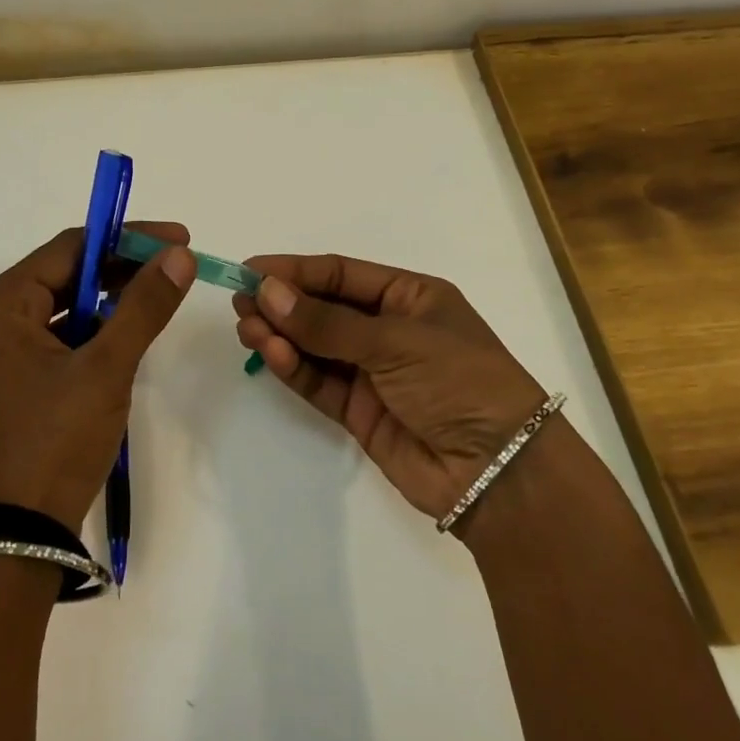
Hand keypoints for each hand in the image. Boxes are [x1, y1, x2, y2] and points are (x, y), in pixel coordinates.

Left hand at [0, 223, 196, 531]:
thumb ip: (143, 306)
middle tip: (176, 267)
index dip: (128, 238)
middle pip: (67, 273)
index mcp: (1, 304)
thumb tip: (178, 254)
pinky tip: (126, 336)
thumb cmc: (53, 442)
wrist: (11, 539)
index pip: (72, 247)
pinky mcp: (13, 383)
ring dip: (111, 299)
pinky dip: (94, 330)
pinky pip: (59, 337)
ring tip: (159, 297)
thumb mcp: (105, 368)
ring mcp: (0, 354)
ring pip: (65, 306)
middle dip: (122, 267)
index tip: (178, 239)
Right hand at [234, 254, 546, 519]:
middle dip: (283, 303)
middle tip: (240, 300)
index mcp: (409, 296)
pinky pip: (319, 382)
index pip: (341, 274)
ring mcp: (373, 372)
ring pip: (316, 345)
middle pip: (324, 308)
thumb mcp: (395, 341)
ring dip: (282, 334)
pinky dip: (294, 368)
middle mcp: (388, 329)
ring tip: (247, 327)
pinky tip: (271, 353)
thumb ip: (327, 322)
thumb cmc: (458, 381)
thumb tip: (267, 291)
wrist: (499, 471)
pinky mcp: (360, 412)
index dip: (295, 270)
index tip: (251, 268)